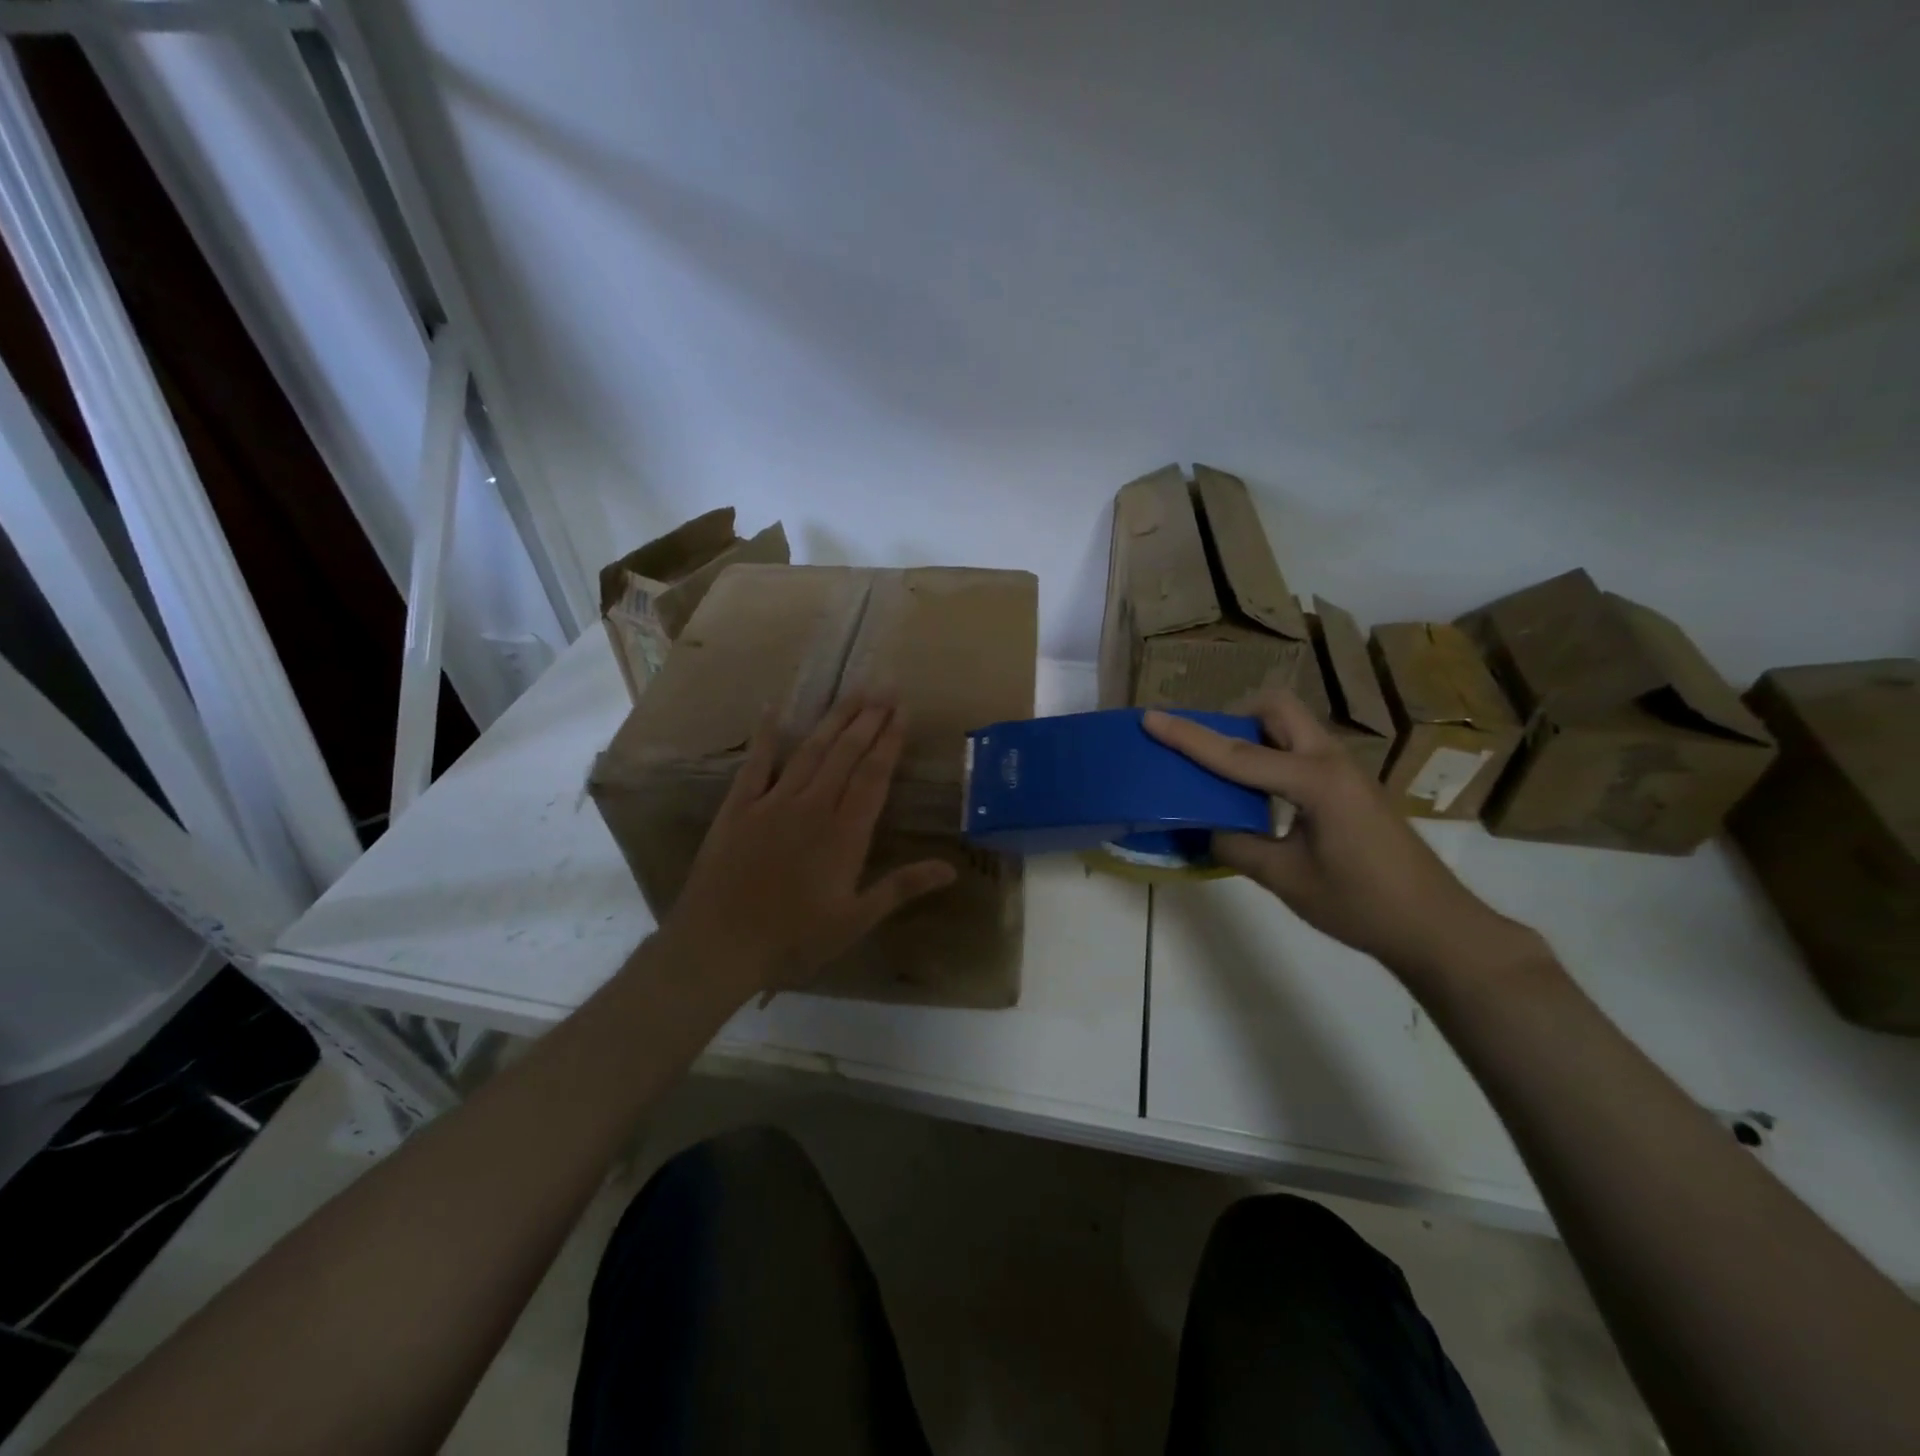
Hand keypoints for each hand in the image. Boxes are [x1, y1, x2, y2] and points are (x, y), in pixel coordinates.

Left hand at [663, 696, 957, 997]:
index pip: (873, 776)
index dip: (890, 742)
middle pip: (846, 754)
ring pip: (810, 751)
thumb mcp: (855, 920)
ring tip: (854, 692)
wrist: (718, 946)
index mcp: (844, 834)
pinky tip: (774, 707)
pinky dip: (766, 734)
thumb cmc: (793, 939)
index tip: (902, 712)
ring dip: (833, 720)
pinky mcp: (738, 807)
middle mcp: (812, 807)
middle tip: (885, 688)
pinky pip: (756, 763)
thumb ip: (901, 888)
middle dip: (868, 719)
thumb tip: (951, 869)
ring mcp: (773, 802)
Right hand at [1143, 693, 1537, 980]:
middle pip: (1277, 709)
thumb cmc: (1361, 904)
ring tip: (1224, 772)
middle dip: (1235, 715)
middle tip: (1206, 748)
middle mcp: (1331, 762)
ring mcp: (1345, 772)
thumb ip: (1238, 847)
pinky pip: (1301, 752)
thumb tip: (1207, 829)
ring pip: (1292, 727)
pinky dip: (1271, 757)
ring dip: (1254, 735)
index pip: (1238, 754)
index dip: (1189, 737)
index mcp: (1315, 781)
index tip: (1152, 717)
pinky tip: (1259, 797)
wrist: (1435, 926)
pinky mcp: (1350, 788)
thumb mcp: (1287, 879)